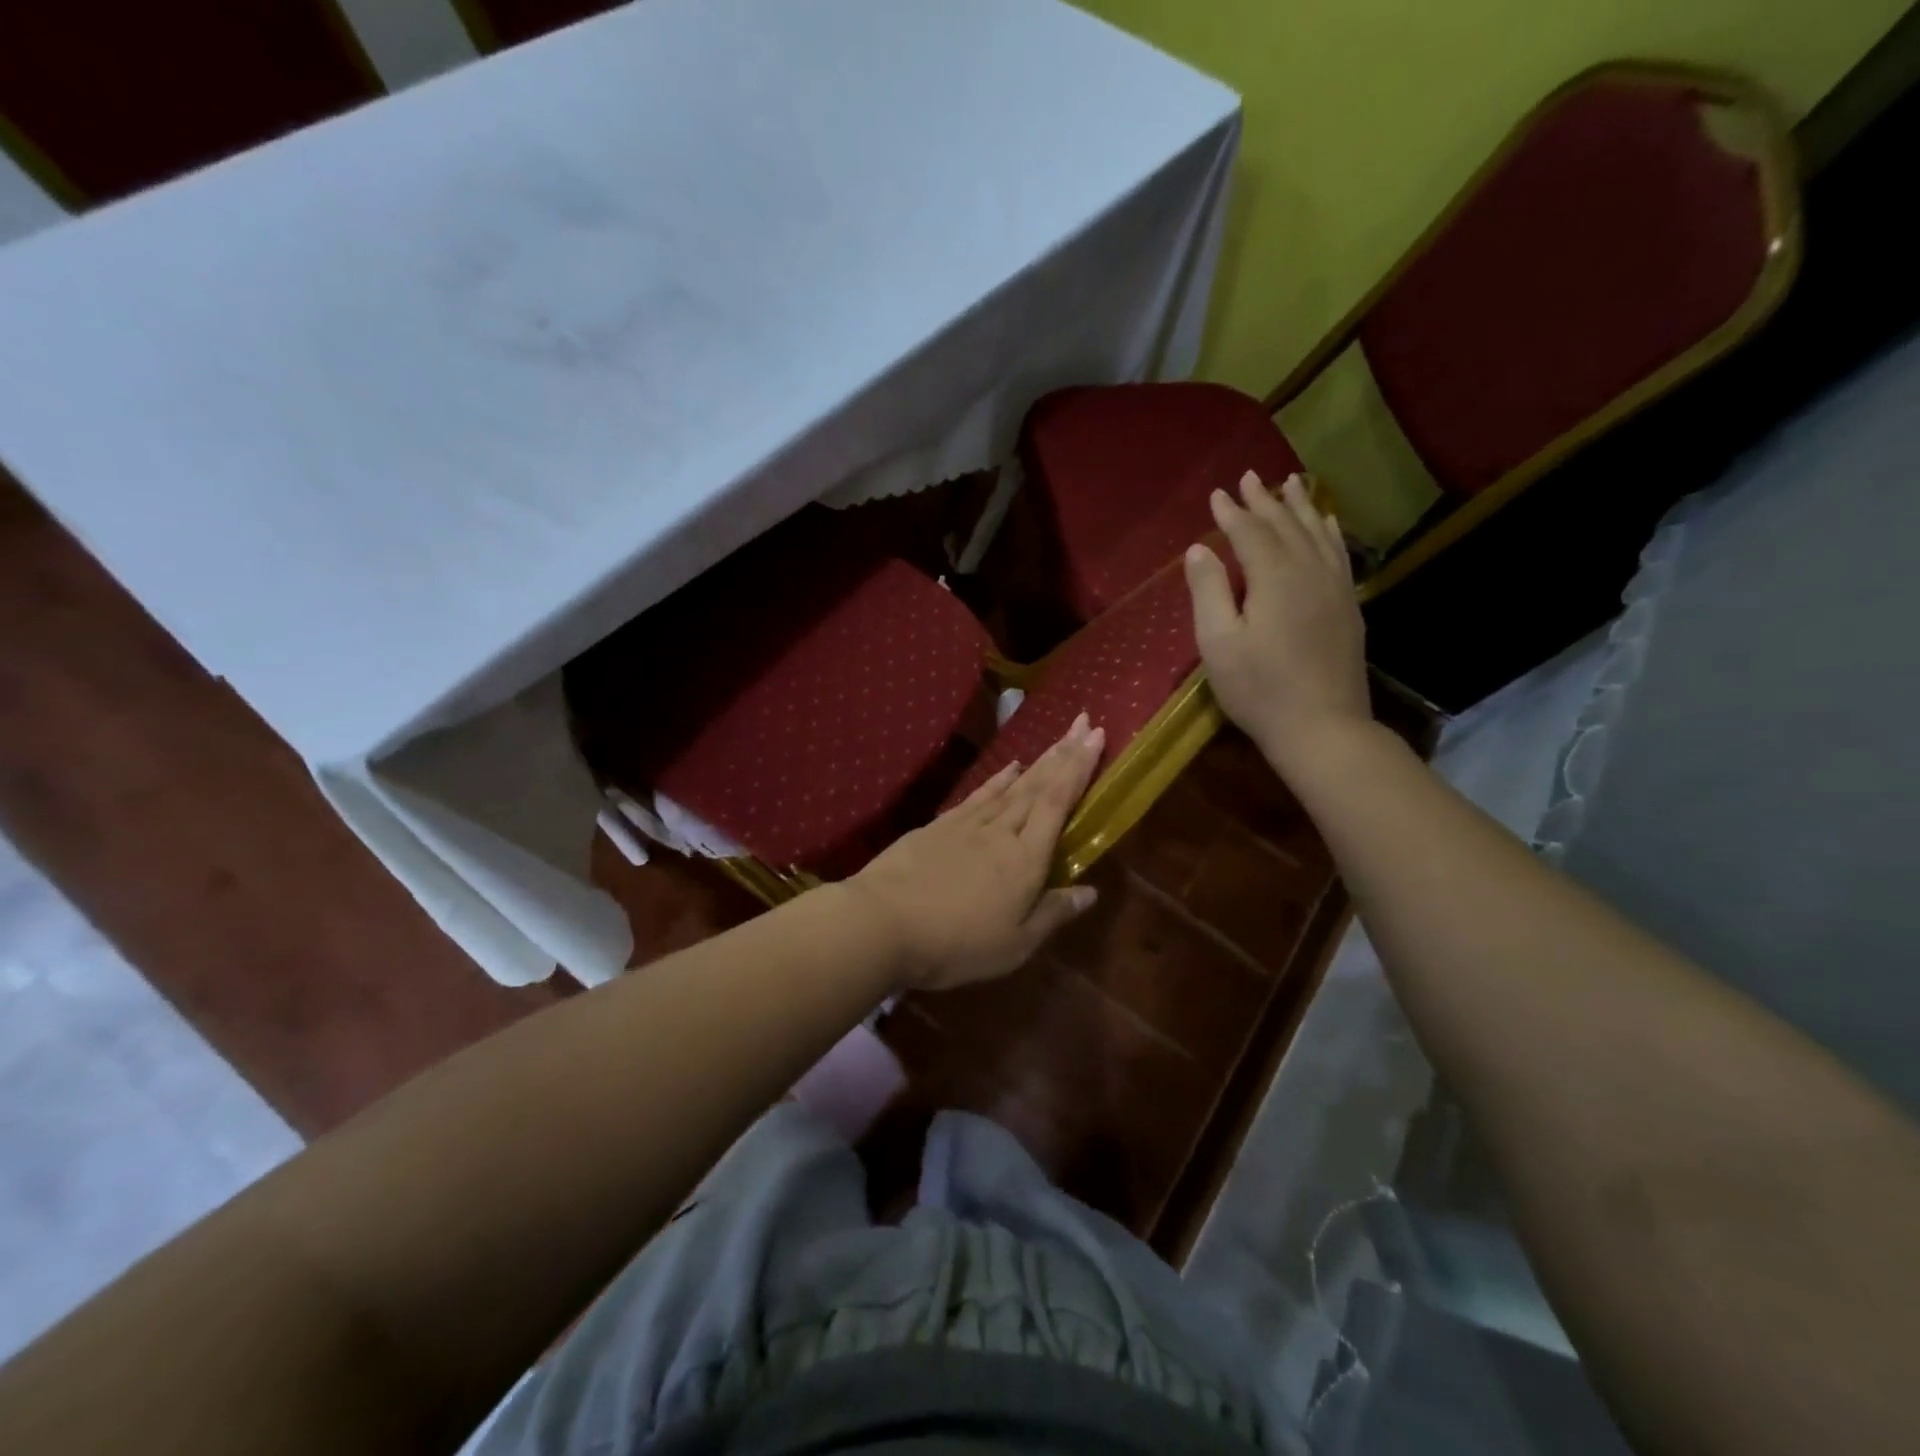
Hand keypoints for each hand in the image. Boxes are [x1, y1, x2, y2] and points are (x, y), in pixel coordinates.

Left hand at [845, 716, 1104, 990]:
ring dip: (1038, 760)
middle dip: (1065, 752)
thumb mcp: (1014, 944)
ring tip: (1057, 739)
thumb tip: (1091, 892)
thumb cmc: (955, 943)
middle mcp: (1001, 831)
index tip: (1097, 735)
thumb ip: (1053, 914)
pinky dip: (998, 779)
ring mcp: (967, 824)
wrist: (882, 923)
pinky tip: (1009, 768)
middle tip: (1085, 721)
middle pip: (1038, 785)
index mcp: (1025, 859)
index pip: (1058, 803)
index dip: (1080, 768)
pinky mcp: (939, 825)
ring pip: (1011, 785)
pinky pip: (979, 794)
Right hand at [1185, 471, 1371, 774]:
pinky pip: (1339, 554)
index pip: (1250, 533)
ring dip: (1299, 507)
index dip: (1231, 513)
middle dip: (1264, 500)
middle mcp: (1309, 571)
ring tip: (1290, 483)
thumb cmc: (1259, 689)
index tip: (1216, 494)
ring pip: (1316, 534)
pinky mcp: (1348, 606)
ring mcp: (1335, 587)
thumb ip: (1209, 591)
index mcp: (1274, 578)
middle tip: (1249, 477)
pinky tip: (1325, 523)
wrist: (1322, 727)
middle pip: (1285, 525)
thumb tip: (1199, 549)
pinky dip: (1328, 532)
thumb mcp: (1218, 643)